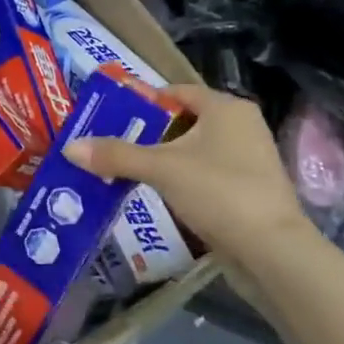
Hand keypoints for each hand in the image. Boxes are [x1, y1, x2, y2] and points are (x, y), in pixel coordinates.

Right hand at [64, 85, 315, 284]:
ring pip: (195, 151)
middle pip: (184, 121)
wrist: (273, 251)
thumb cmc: (219, 192)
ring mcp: (250, 160)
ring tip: (127, 170)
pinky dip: (182, 181)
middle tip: (112, 144)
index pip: (177, 92)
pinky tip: (157, 195)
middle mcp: (242, 126)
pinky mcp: (250, 191)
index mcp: (226, 108)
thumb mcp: (161, 169)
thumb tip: (69, 147)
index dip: (143, 101)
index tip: (111, 115)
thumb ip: (116, 155)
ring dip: (164, 160)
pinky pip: (206, 175)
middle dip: (149, 133)